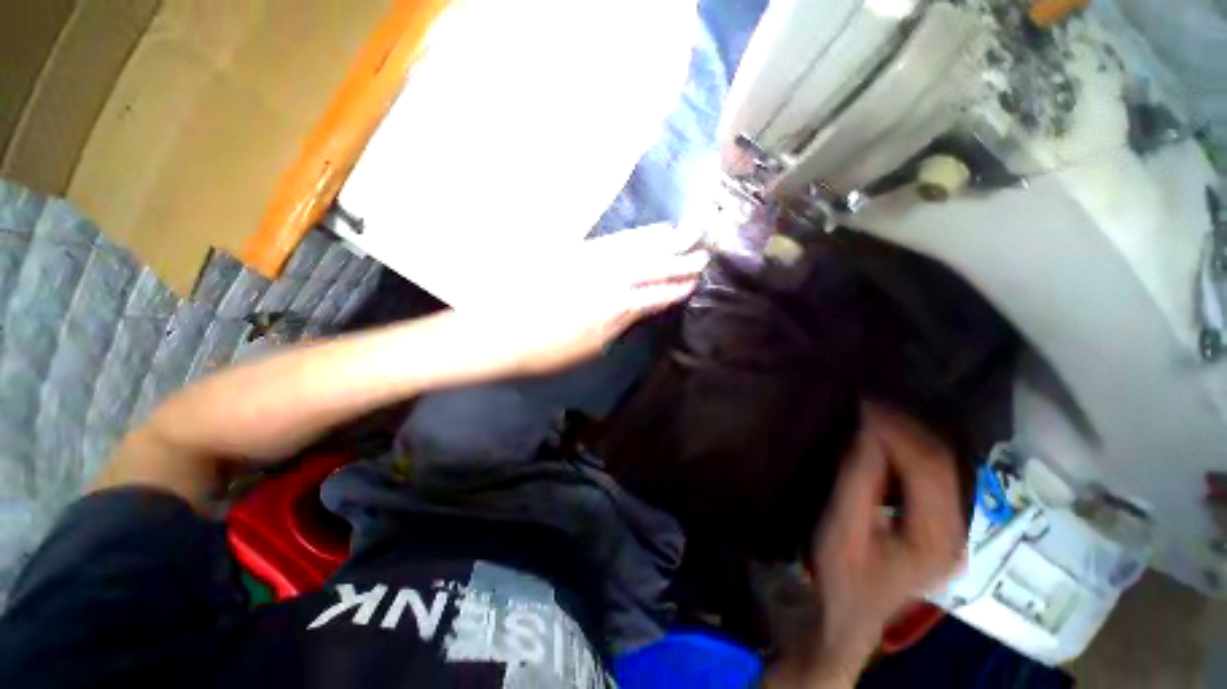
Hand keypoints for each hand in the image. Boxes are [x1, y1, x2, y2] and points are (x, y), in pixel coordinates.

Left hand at [451, 223, 708, 375]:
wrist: (495, 331)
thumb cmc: (544, 350)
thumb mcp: (588, 346)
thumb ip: (619, 321)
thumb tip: (644, 305)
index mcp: (609, 306)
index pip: (652, 293)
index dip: (676, 286)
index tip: (697, 280)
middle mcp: (603, 278)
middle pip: (648, 264)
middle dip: (677, 257)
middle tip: (702, 249)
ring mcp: (587, 262)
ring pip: (632, 247)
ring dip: (659, 240)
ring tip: (681, 232)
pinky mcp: (572, 253)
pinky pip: (611, 241)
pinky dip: (632, 236)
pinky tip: (643, 234)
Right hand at [772, 404, 966, 685]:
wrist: (848, 616)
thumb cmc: (841, 575)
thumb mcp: (842, 528)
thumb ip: (858, 480)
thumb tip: (867, 432)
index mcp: (935, 537)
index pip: (929, 467)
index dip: (900, 430)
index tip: (866, 404)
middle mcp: (956, 532)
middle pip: (942, 464)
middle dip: (906, 428)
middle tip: (870, 405)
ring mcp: (951, 531)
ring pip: (941, 468)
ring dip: (909, 437)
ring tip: (876, 417)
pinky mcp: (938, 528)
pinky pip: (931, 478)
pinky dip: (909, 454)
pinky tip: (886, 443)